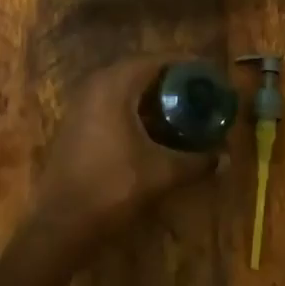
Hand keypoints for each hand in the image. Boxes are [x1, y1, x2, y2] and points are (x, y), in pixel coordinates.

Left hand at [34, 55, 219, 247]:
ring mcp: (81, 104)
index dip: (185, 65)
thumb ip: (196, 162)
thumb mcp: (161, 173)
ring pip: (123, 87)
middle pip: (139, 70)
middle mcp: (95, 86)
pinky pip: (110, 102)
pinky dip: (134, 107)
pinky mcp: (75, 123)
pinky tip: (152, 127)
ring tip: (180, 107)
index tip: (208, 74)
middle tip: (197, 90)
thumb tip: (226, 158)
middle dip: (170, 78)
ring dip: (151, 94)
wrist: (59, 225)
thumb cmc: (112, 188)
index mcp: (115, 86)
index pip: (156, 60)